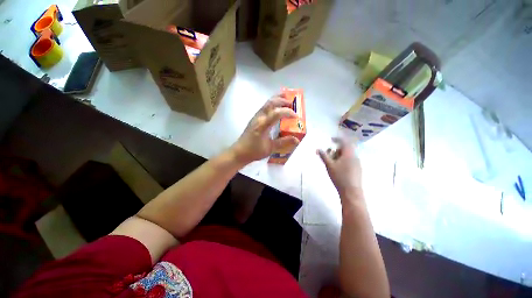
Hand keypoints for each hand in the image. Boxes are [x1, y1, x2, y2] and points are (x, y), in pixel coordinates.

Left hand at [231, 94, 299, 163]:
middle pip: (271, 103)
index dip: (287, 112)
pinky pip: (265, 107)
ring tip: (287, 101)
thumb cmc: (254, 151)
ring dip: (277, 100)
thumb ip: (284, 142)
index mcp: (263, 125)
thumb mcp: (270, 148)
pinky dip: (273, 104)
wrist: (240, 152)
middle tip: (293, 104)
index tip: (296, 117)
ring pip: (267, 103)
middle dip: (283, 101)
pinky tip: (277, 109)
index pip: (276, 113)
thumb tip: (297, 140)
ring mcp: (256, 116)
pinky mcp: (255, 118)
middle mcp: (259, 117)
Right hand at [317, 137, 362, 201]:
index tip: (331, 139)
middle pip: (346, 149)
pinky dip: (343, 160)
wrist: (351, 192)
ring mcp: (357, 164)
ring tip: (332, 162)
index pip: (345, 142)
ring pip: (348, 155)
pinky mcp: (358, 170)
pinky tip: (338, 168)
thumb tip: (318, 149)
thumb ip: (324, 156)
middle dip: (336, 150)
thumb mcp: (329, 165)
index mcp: (349, 154)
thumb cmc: (339, 177)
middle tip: (329, 154)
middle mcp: (355, 157)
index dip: (337, 139)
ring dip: (339, 155)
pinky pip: (350, 161)